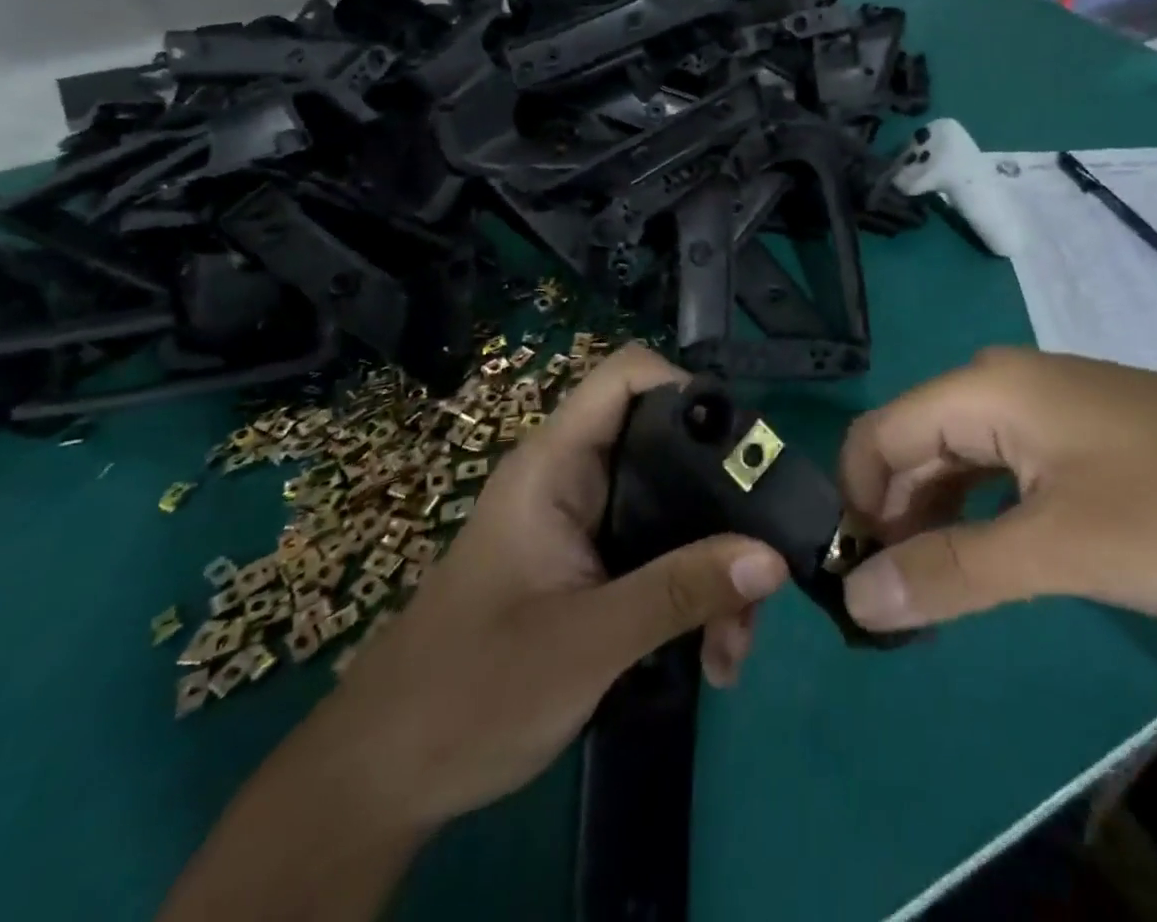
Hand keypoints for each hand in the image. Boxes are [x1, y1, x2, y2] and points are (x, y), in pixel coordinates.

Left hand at [302, 344, 788, 827]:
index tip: (742, 449)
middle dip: (723, 505)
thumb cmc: (467, 693)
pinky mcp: (594, 568)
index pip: (626, 377)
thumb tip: (773, 556)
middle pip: (671, 448)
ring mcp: (587, 525)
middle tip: (760, 570)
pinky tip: (711, 658)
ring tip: (733, 649)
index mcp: (555, 464)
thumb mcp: (584, 643)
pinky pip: (663, 555)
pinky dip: (694, 594)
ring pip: (675, 510)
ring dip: (716, 566)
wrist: (384, 779)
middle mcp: (576, 480)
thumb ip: (678, 592)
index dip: (686, 388)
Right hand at [838, 347, 1156, 631]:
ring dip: (934, 524)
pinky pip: (1002, 472)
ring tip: (935, 598)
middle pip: (912, 447)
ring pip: (957, 462)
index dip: (855, 507)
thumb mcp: (1062, 550)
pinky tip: (990, 564)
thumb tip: (853, 597)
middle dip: (891, 521)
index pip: (877, 437)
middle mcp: (1001, 386)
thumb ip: (951, 573)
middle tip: (896, 609)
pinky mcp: (1080, 438)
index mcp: (983, 389)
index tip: (859, 586)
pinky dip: (980, 518)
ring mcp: (1044, 410)